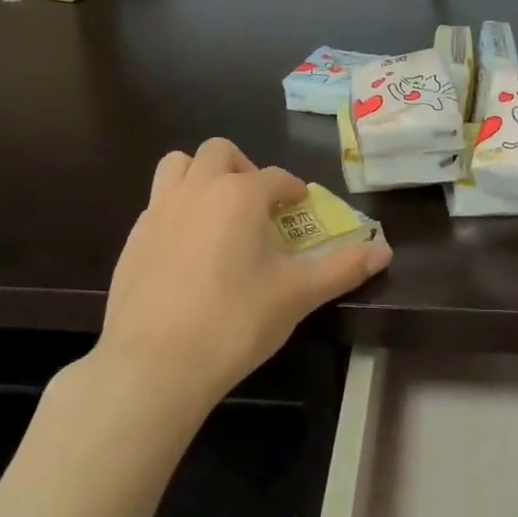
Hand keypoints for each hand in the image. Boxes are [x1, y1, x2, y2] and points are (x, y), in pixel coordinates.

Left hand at [94, 138, 392, 408]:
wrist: (155, 364)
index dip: (293, 190)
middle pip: (220, 152)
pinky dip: (177, 209)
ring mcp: (158, 211)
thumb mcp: (298, 295)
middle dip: (244, 168)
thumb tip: (385, 250)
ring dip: (202, 176)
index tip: (300, 207)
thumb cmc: (235, 321)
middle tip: (258, 205)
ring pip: (178, 166)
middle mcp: (197, 189)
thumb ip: (343, 267)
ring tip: (218, 213)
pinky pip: (157, 203)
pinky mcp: (133, 238)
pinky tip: (187, 250)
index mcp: (240, 194)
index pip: (276, 177)